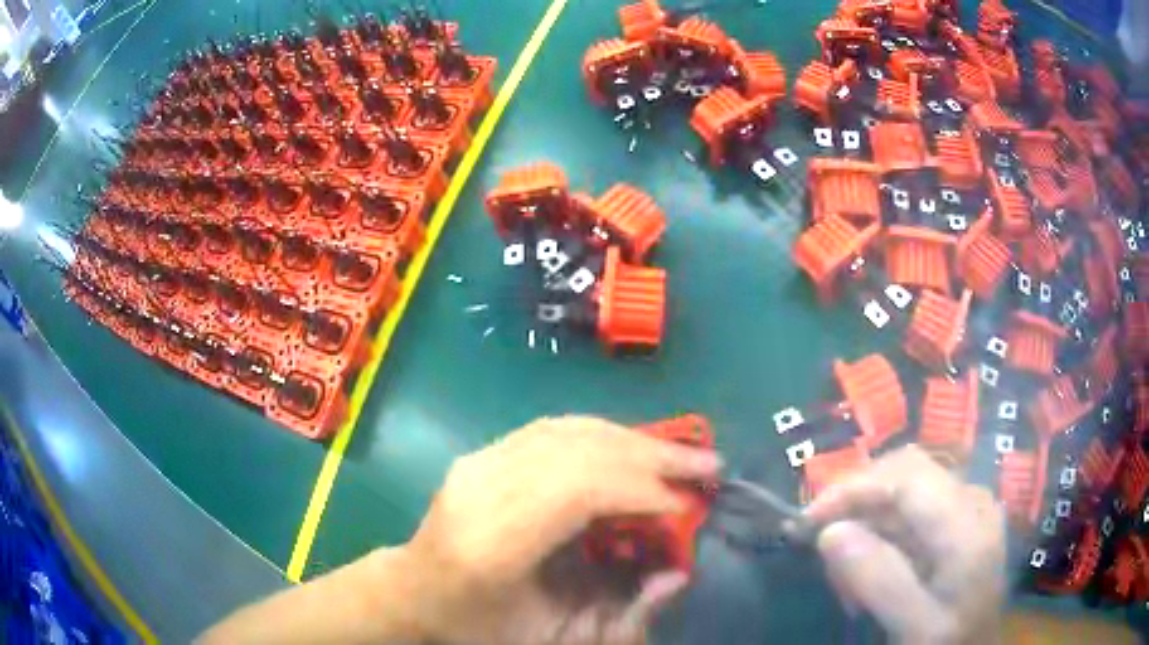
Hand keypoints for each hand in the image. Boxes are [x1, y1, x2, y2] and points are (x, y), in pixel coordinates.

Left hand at [401, 416, 722, 643]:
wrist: (413, 590)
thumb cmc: (478, 624)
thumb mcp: (551, 637)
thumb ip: (619, 614)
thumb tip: (677, 573)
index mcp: (489, 546)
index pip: (576, 493)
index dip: (641, 491)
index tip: (688, 504)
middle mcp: (479, 490)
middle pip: (577, 452)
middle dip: (651, 456)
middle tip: (707, 464)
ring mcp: (476, 462)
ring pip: (568, 431)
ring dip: (632, 439)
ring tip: (679, 453)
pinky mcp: (480, 452)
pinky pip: (552, 429)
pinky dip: (602, 434)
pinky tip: (632, 445)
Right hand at [803, 446, 1004, 643]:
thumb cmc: (949, 642)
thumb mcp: (916, 628)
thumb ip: (881, 581)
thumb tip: (829, 532)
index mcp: (968, 524)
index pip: (906, 475)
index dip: (853, 488)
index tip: (806, 522)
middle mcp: (972, 499)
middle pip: (904, 473)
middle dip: (856, 504)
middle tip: (820, 546)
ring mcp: (968, 505)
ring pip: (904, 490)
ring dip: (866, 524)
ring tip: (845, 576)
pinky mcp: (959, 518)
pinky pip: (911, 510)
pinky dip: (881, 534)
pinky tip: (869, 571)